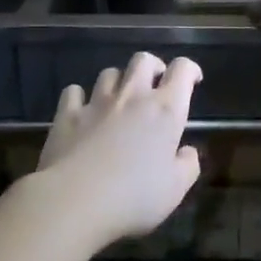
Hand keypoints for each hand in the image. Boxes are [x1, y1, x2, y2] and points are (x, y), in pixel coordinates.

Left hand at [38, 52, 202, 248]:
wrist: (75, 200)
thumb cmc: (134, 196)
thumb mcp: (176, 189)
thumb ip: (188, 165)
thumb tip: (188, 152)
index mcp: (165, 109)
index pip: (182, 69)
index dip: (190, 70)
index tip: (193, 81)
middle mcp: (133, 96)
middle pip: (143, 60)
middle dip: (153, 67)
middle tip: (155, 84)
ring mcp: (97, 102)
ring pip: (110, 73)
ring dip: (118, 81)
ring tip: (119, 99)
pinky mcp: (67, 115)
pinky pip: (74, 92)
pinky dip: (80, 97)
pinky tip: (81, 110)